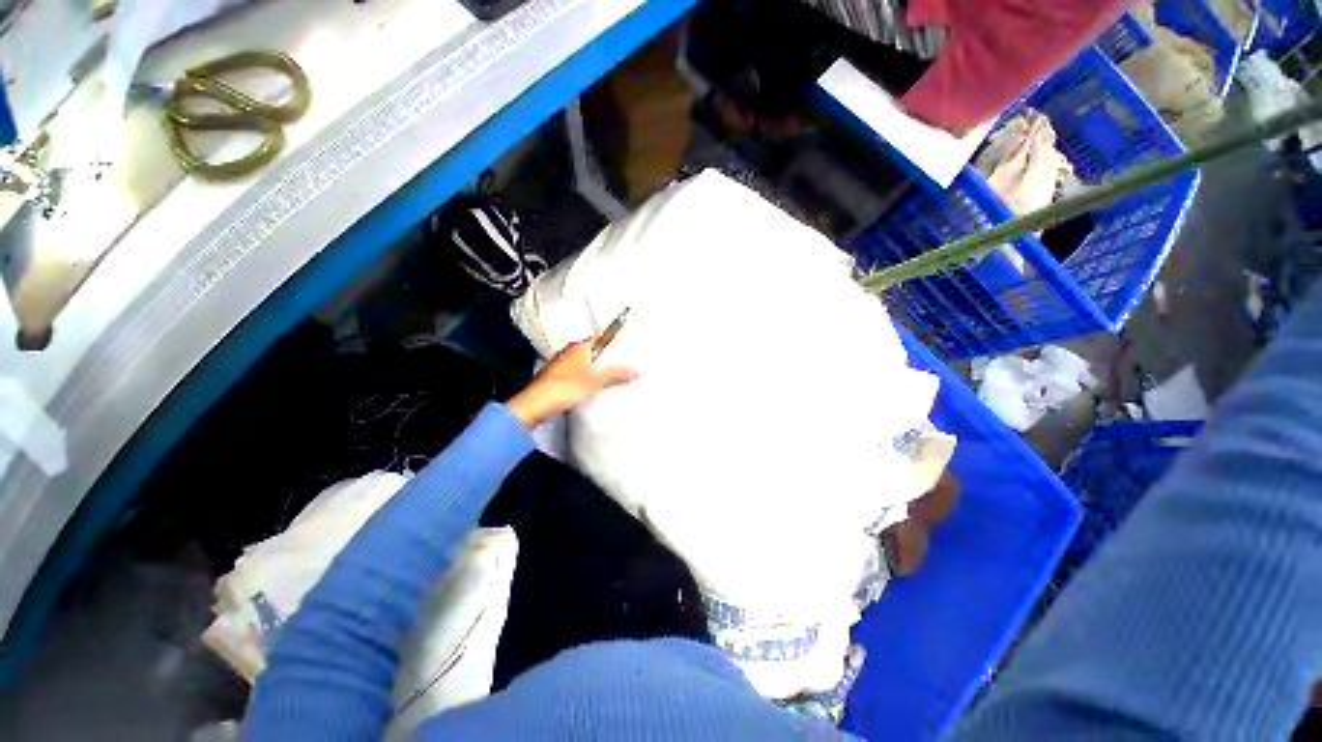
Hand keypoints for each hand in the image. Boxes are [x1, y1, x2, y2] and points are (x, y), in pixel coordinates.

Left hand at [507, 338, 638, 427]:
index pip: (600, 337)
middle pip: (593, 351)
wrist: (535, 406)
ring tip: (614, 375)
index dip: (613, 339)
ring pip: (585, 363)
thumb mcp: (596, 381)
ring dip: (596, 368)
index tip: (627, 342)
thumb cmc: (564, 387)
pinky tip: (595, 387)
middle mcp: (568, 352)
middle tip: (625, 360)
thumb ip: (617, 374)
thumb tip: (640, 369)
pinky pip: (578, 374)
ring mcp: (561, 366)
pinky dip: (587, 378)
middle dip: (607, 355)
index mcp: (578, 347)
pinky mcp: (557, 379)